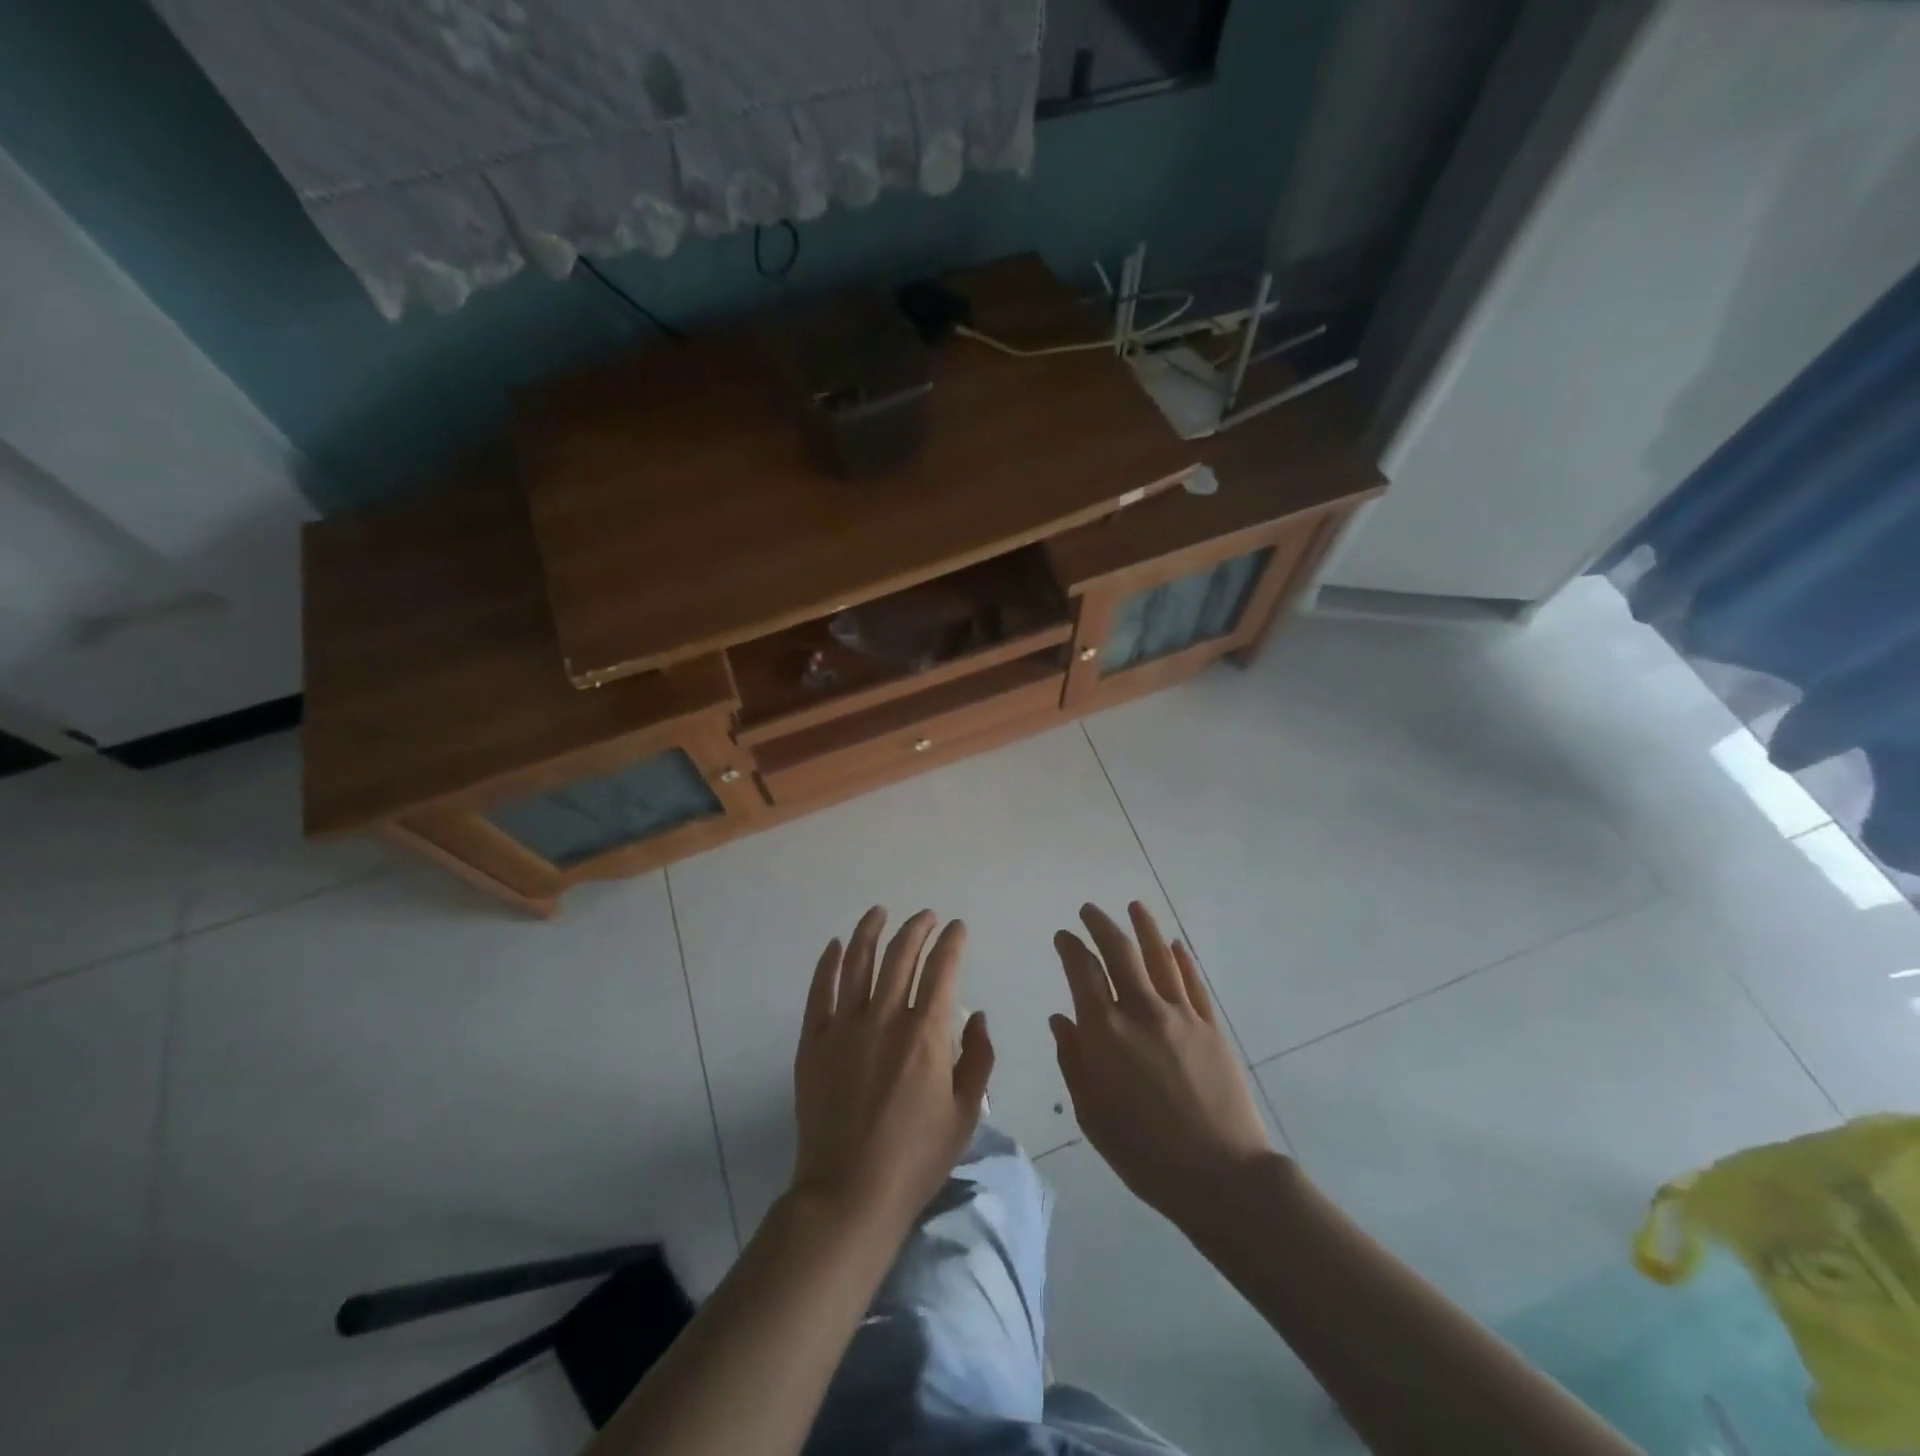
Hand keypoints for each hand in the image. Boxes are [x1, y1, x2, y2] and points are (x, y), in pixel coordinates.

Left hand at [791, 907, 993, 1234]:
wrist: (849, 1193)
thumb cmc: (916, 1158)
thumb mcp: (965, 1114)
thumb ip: (978, 1058)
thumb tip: (977, 1016)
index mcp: (926, 1033)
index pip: (942, 969)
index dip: (952, 942)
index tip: (957, 927)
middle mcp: (886, 1018)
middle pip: (901, 956)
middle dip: (917, 928)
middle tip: (926, 916)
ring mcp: (844, 1027)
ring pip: (859, 963)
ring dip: (871, 931)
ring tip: (880, 912)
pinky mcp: (813, 1042)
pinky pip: (819, 991)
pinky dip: (829, 963)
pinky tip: (836, 945)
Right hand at [1051, 902, 1274, 1228]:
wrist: (1220, 1174)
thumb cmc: (1144, 1152)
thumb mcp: (1092, 1113)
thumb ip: (1073, 1060)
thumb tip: (1061, 1019)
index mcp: (1105, 1032)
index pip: (1082, 972)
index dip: (1070, 948)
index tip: (1064, 936)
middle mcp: (1141, 1011)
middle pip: (1119, 952)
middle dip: (1101, 925)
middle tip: (1089, 910)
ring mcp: (1180, 1015)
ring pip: (1159, 957)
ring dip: (1145, 928)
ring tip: (1134, 907)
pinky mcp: (1211, 1026)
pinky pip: (1193, 982)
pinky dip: (1181, 959)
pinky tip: (1174, 946)